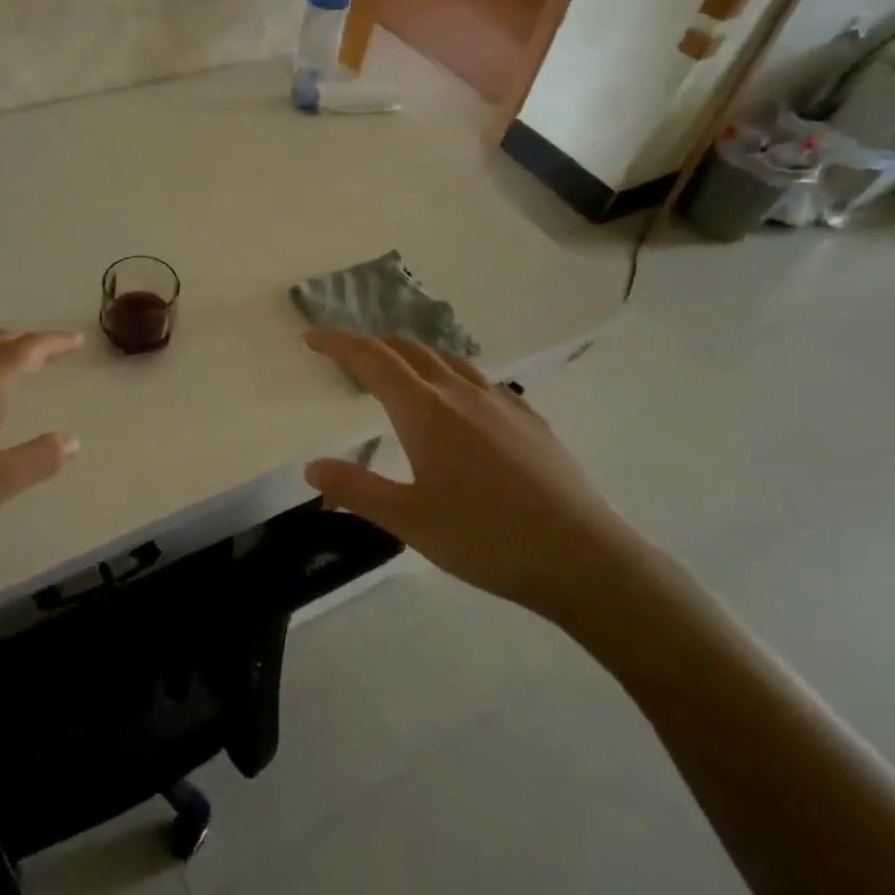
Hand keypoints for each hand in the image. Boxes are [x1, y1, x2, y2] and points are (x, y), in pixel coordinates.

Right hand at [301, 329, 642, 622]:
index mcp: (424, 410)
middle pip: (408, 351)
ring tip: (399, 368)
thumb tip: (312, 467)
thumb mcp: (409, 520)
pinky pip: (480, 380)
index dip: (337, 344)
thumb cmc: (485, 537)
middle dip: (373, 345)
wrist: (582, 557)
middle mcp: (459, 393)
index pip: (371, 360)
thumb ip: (357, 489)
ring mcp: (500, 402)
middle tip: (349, 355)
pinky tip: (461, 401)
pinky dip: (452, 375)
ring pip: (447, 359)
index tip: (311, 336)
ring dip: (413, 355)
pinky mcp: (529, 419)